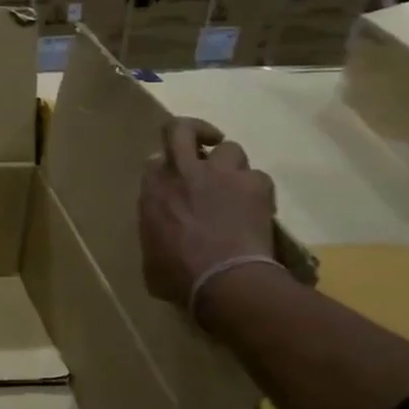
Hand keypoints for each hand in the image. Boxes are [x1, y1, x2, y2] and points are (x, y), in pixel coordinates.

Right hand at [139, 117, 277, 308]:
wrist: (225, 280)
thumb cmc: (178, 274)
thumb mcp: (150, 253)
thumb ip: (154, 227)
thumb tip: (160, 228)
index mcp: (153, 188)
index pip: (155, 159)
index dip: (166, 165)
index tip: (173, 178)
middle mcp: (184, 172)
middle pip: (183, 129)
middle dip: (194, 130)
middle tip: (202, 142)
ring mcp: (221, 174)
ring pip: (230, 149)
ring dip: (231, 165)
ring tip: (234, 185)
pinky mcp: (254, 185)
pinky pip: (258, 177)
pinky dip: (257, 189)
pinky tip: (257, 207)